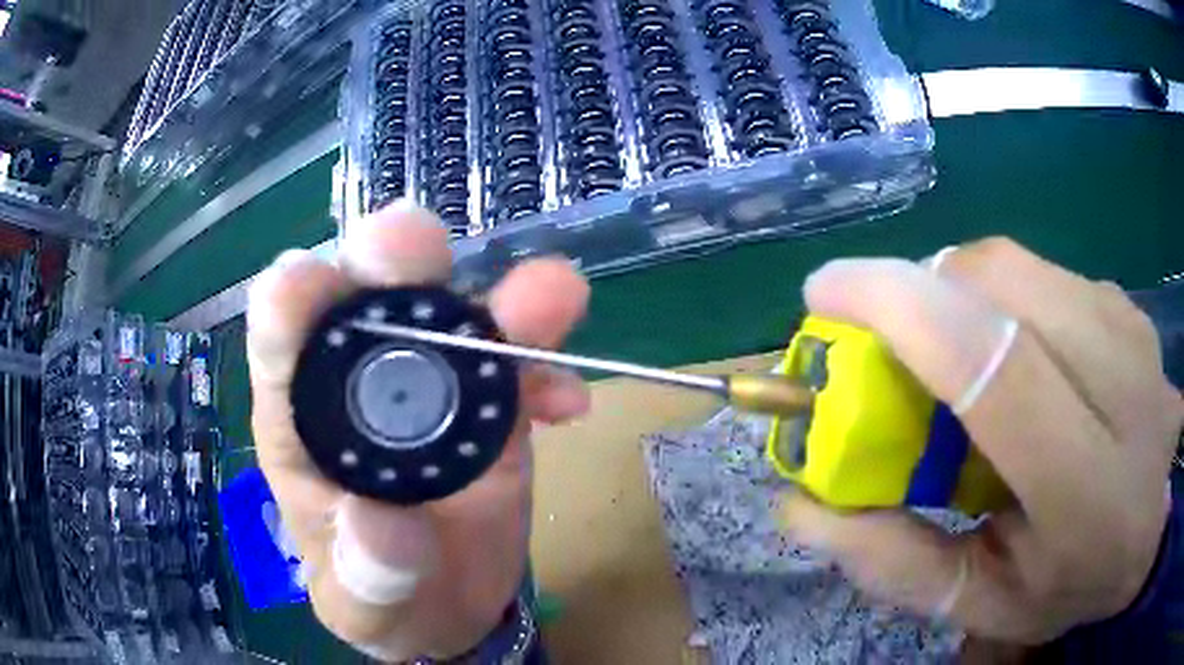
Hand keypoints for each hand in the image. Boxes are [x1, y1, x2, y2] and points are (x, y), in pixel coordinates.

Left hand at [247, 202, 589, 659]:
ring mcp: (433, 386)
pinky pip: (521, 367)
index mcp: (301, 422)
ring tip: (548, 297)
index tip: (308, 279)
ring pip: (456, 317)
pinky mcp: (491, 404)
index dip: (291, 304)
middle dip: (389, 262)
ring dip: (499, 302)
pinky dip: (546, 369)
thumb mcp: (363, 606)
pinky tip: (567, 403)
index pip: (280, 343)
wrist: (447, 604)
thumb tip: (384, 525)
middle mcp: (360, 384)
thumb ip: (367, 576)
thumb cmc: (381, 599)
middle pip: (366, 298)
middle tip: (413, 239)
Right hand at [780, 238, 1183, 642]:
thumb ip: (893, 562)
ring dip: (958, 293)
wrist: (1145, 539)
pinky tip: (1014, 353)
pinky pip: (1045, 274)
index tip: (826, 291)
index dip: (903, 309)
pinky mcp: (1129, 307)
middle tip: (888, 342)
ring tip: (953, 357)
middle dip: (922, 292)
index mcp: (1090, 496)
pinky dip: (1002, 298)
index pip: (1000, 369)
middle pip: (1005, 286)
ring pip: (1020, 266)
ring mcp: (1135, 334)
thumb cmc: (1066, 586)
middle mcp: (1128, 392)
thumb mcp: (979, 602)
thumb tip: (800, 502)